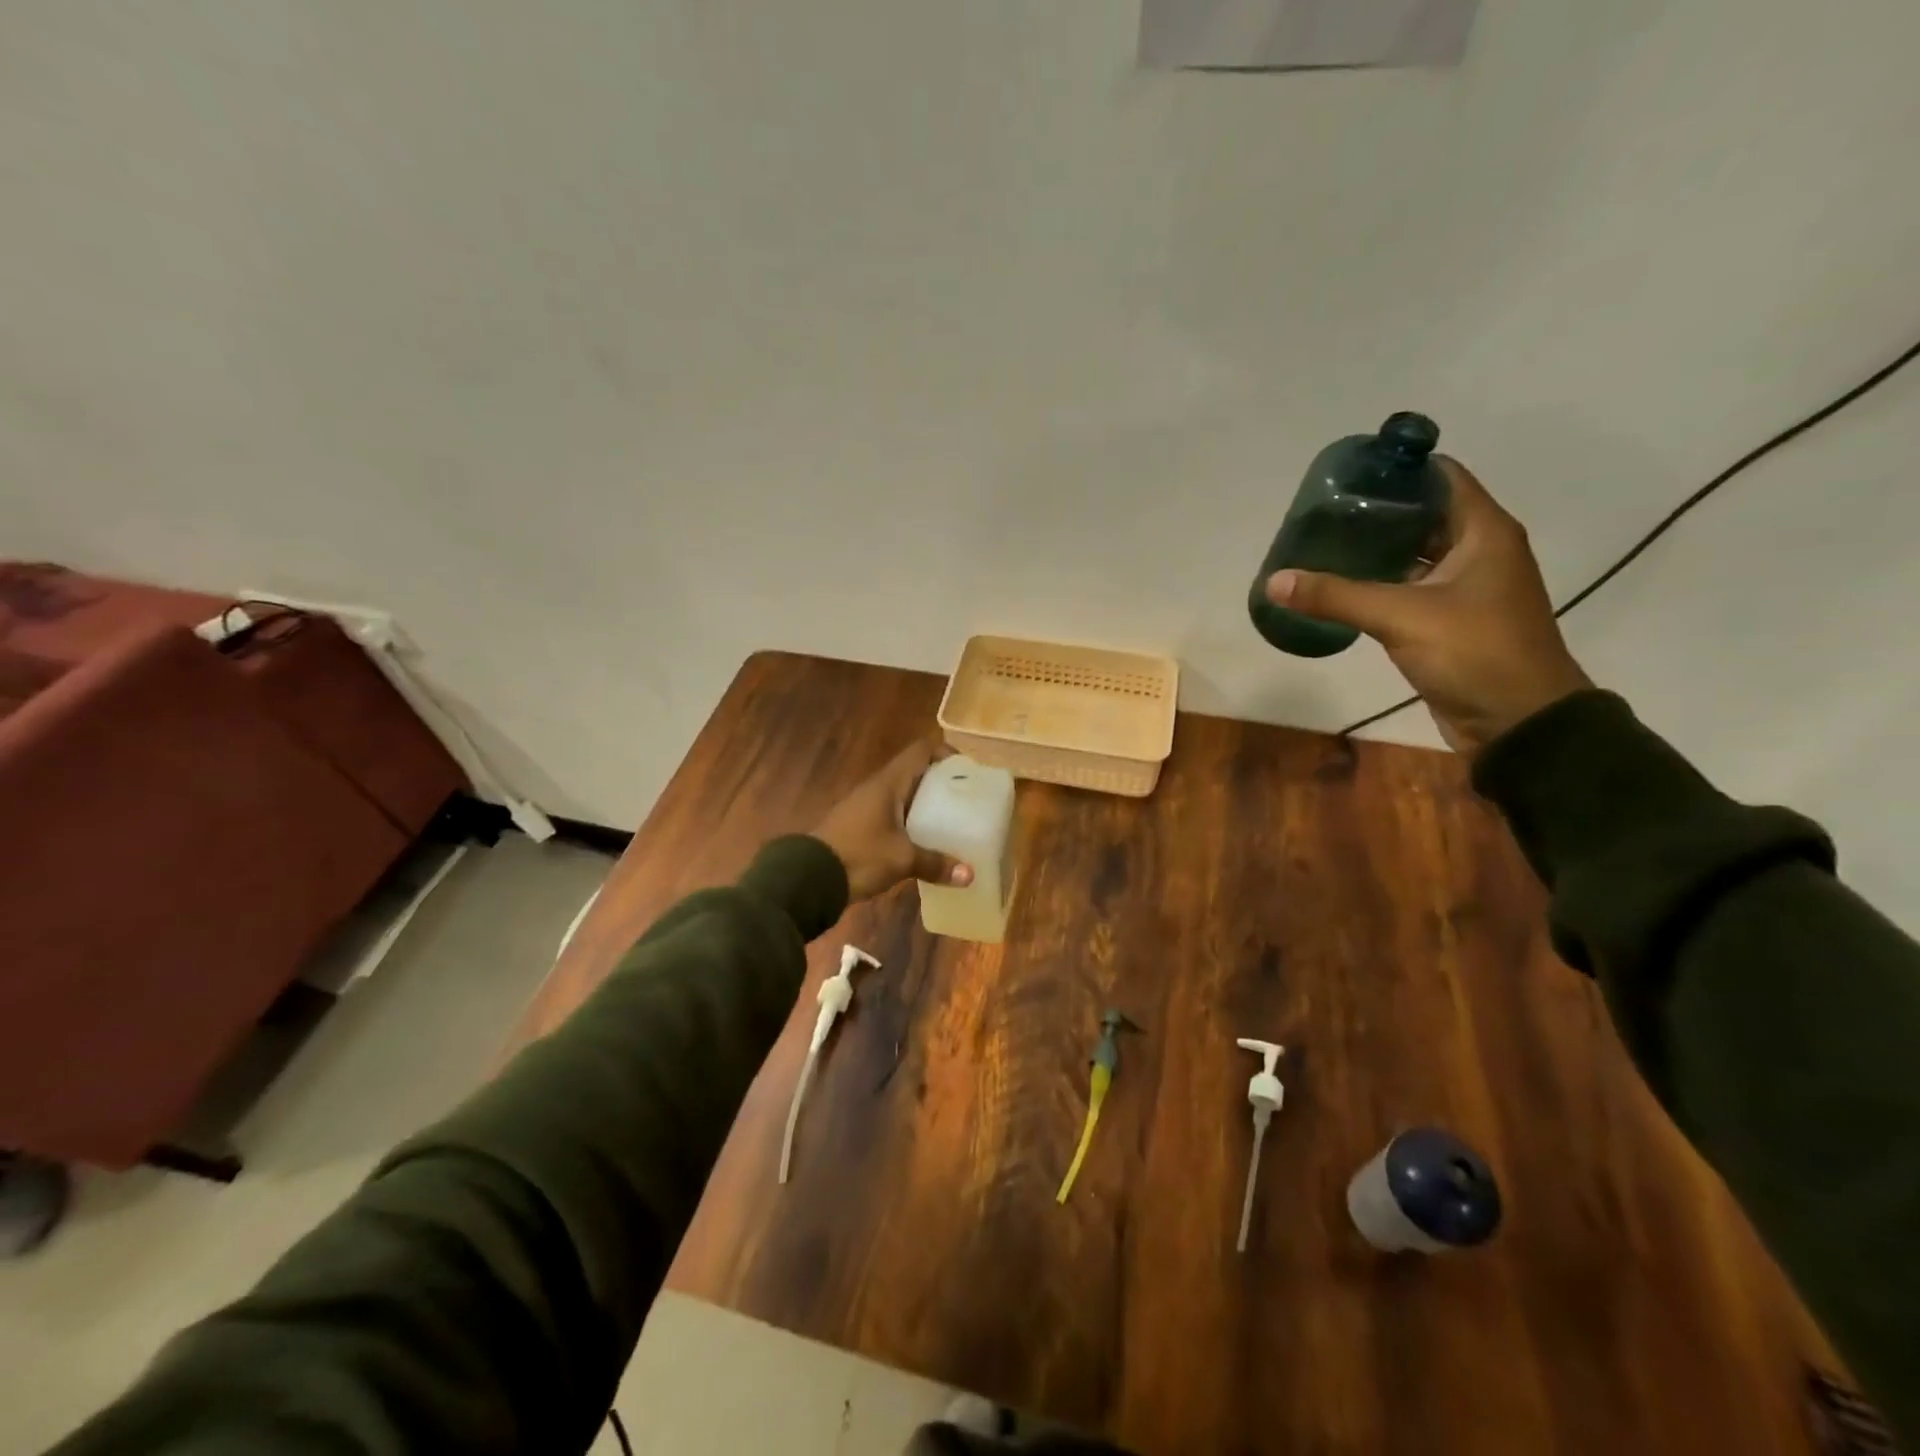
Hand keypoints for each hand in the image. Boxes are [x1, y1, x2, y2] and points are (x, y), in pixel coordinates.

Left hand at [811, 739, 975, 901]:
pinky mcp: (859, 828)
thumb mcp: (901, 860)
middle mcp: (877, 788)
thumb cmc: (859, 856)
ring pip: (903, 797)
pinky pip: (892, 816)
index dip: (945, 753)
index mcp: (888, 783)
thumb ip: (935, 863)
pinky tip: (924, 843)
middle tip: (967, 800)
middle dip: (941, 783)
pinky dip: (910, 823)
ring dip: (925, 805)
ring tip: (952, 821)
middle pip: (914, 773)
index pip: (920, 751)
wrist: (808, 879)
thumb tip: (970, 875)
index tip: (968, 770)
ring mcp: (866, 807)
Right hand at [1264, 458, 1592, 754]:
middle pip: (1422, 513)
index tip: (1347, 473)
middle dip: (1375, 510)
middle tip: (1321, 512)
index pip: (1440, 477)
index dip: (1396, 469)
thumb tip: (1274, 581)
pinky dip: (1378, 581)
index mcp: (1484, 531)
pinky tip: (1341, 585)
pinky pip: (1408, 586)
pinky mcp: (1449, 619)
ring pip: (1413, 552)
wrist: (1518, 721)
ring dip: (1374, 548)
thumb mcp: (1402, 617)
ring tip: (1322, 542)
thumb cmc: (1475, 652)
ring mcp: (1464, 587)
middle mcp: (1478, 550)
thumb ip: (1337, 596)